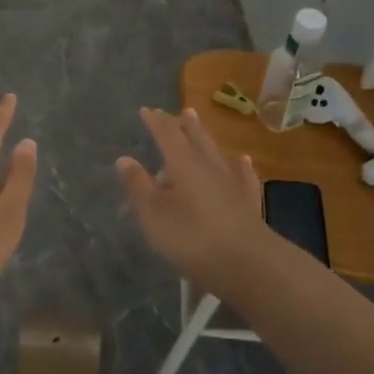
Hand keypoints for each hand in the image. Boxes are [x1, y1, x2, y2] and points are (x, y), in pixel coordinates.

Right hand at [116, 107, 270, 292]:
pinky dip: (241, 166)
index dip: (155, 122)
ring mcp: (233, 183)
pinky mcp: (249, 203)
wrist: (247, 264)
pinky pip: (243, 176)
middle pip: (195, 139)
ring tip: (200, 126)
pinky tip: (243, 160)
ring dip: (206, 138)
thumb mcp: (154, 214)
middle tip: (180, 111)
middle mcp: (209, 166)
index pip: (167, 135)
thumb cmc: (191, 237)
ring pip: (217, 153)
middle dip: (184, 125)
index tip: (146, 110)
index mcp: (183, 164)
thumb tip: (124, 159)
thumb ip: (138, 186)